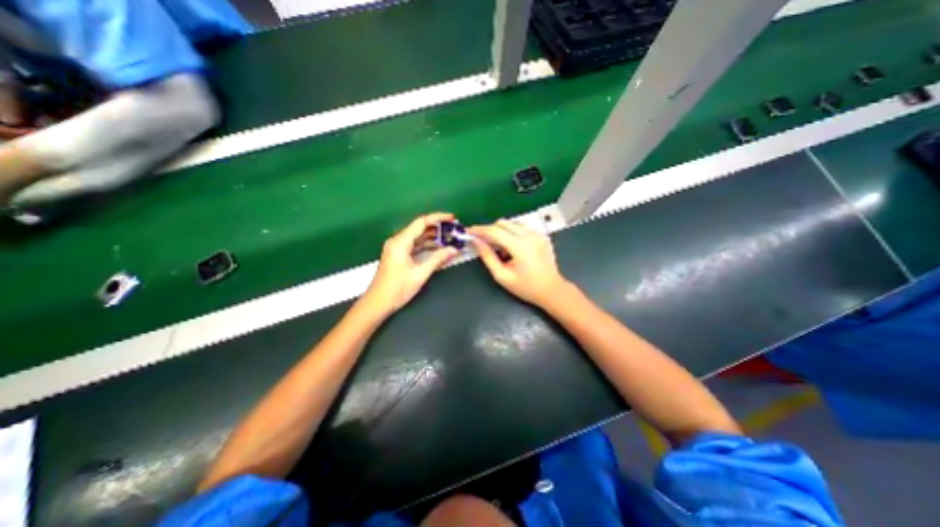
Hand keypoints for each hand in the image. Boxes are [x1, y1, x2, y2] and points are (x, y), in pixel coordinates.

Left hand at [360, 210, 461, 316]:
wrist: (377, 303)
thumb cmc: (397, 289)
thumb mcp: (420, 274)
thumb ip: (438, 259)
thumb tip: (453, 249)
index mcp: (400, 242)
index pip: (421, 222)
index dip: (438, 218)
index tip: (452, 218)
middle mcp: (397, 241)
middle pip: (420, 228)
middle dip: (438, 228)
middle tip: (454, 230)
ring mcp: (397, 248)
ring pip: (418, 237)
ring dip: (433, 237)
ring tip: (450, 238)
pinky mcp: (398, 255)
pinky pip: (415, 245)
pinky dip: (427, 246)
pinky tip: (438, 248)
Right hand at [465, 220, 568, 306]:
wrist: (552, 290)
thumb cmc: (526, 287)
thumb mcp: (502, 276)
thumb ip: (488, 257)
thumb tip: (476, 242)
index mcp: (521, 247)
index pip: (495, 231)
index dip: (479, 230)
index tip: (469, 231)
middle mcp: (530, 236)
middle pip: (503, 223)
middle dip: (490, 230)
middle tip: (483, 242)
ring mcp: (538, 234)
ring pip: (512, 223)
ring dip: (501, 231)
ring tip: (500, 249)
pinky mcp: (542, 235)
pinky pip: (521, 228)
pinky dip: (512, 233)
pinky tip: (512, 248)